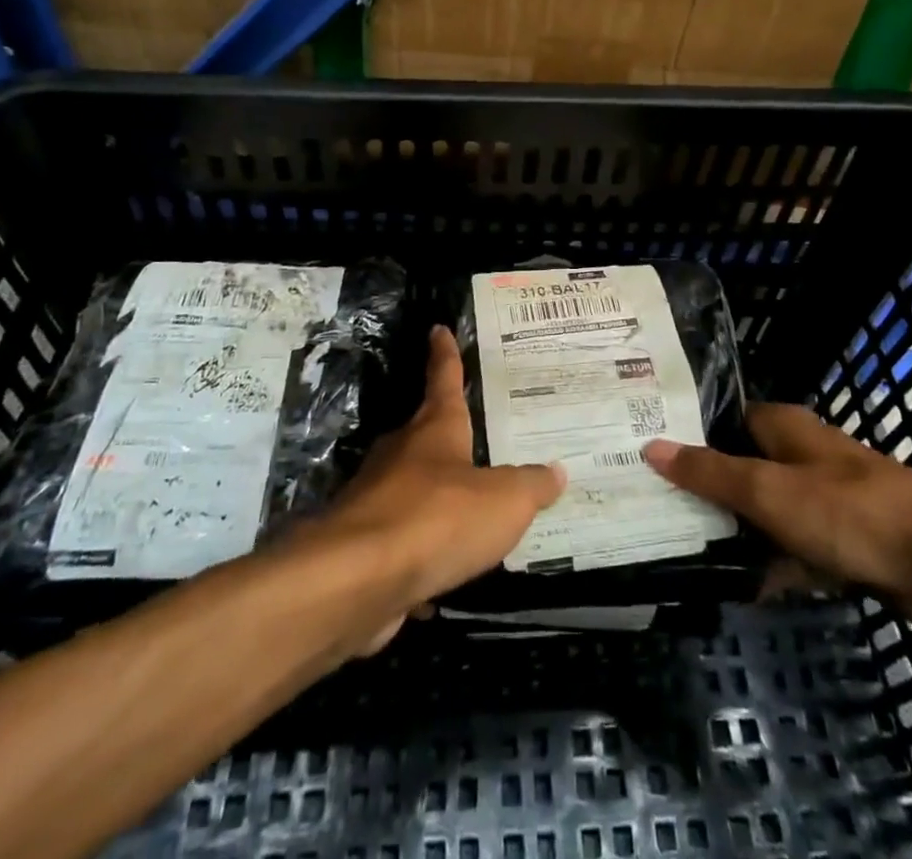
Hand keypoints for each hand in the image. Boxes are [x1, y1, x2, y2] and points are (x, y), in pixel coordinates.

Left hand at [315, 325, 565, 628]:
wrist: (356, 579)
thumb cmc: (438, 518)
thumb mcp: (505, 500)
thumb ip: (531, 486)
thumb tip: (555, 471)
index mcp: (435, 430)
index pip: (444, 379)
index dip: (446, 355)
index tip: (438, 329)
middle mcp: (402, 455)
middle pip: (426, 436)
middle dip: (446, 437)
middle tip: (475, 441)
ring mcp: (376, 499)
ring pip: (412, 491)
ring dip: (435, 501)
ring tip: (468, 516)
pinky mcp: (363, 546)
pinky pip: (402, 544)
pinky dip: (421, 557)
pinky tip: (440, 582)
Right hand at [645, 403, 911, 625]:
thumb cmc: (847, 511)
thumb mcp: (767, 490)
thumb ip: (709, 472)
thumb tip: (651, 445)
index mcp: (781, 427)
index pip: (720, 420)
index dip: (686, 434)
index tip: (644, 452)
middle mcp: (798, 454)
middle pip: (739, 465)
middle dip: (704, 487)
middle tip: (653, 506)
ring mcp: (820, 498)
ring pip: (763, 510)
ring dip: (734, 530)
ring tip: (680, 548)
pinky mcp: (839, 540)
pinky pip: (791, 547)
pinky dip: (770, 564)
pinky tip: (737, 587)